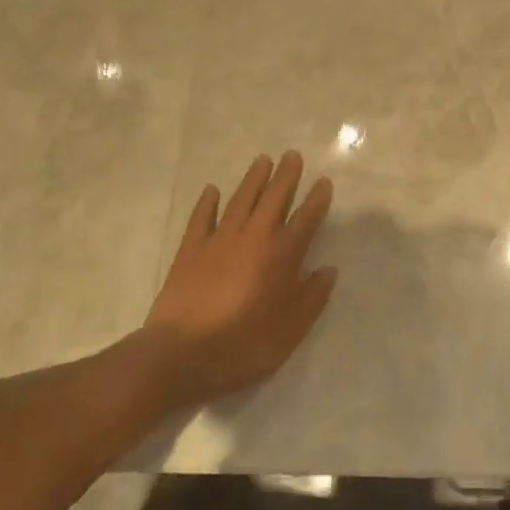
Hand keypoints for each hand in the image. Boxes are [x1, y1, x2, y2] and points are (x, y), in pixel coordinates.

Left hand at [137, 152, 336, 410]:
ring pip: (241, 199)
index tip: (324, 181)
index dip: (317, 199)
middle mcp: (254, 238)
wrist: (181, 354)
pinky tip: (212, 190)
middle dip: (286, 175)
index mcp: (282, 256)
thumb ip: (312, 297)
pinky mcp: (190, 250)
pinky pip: (201, 218)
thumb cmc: (243, 345)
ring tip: (263, 160)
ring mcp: (219, 240)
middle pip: (274, 198)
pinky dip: (207, 202)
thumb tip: (328, 270)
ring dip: (253, 179)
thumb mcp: (291, 330)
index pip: (306, 219)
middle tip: (293, 155)